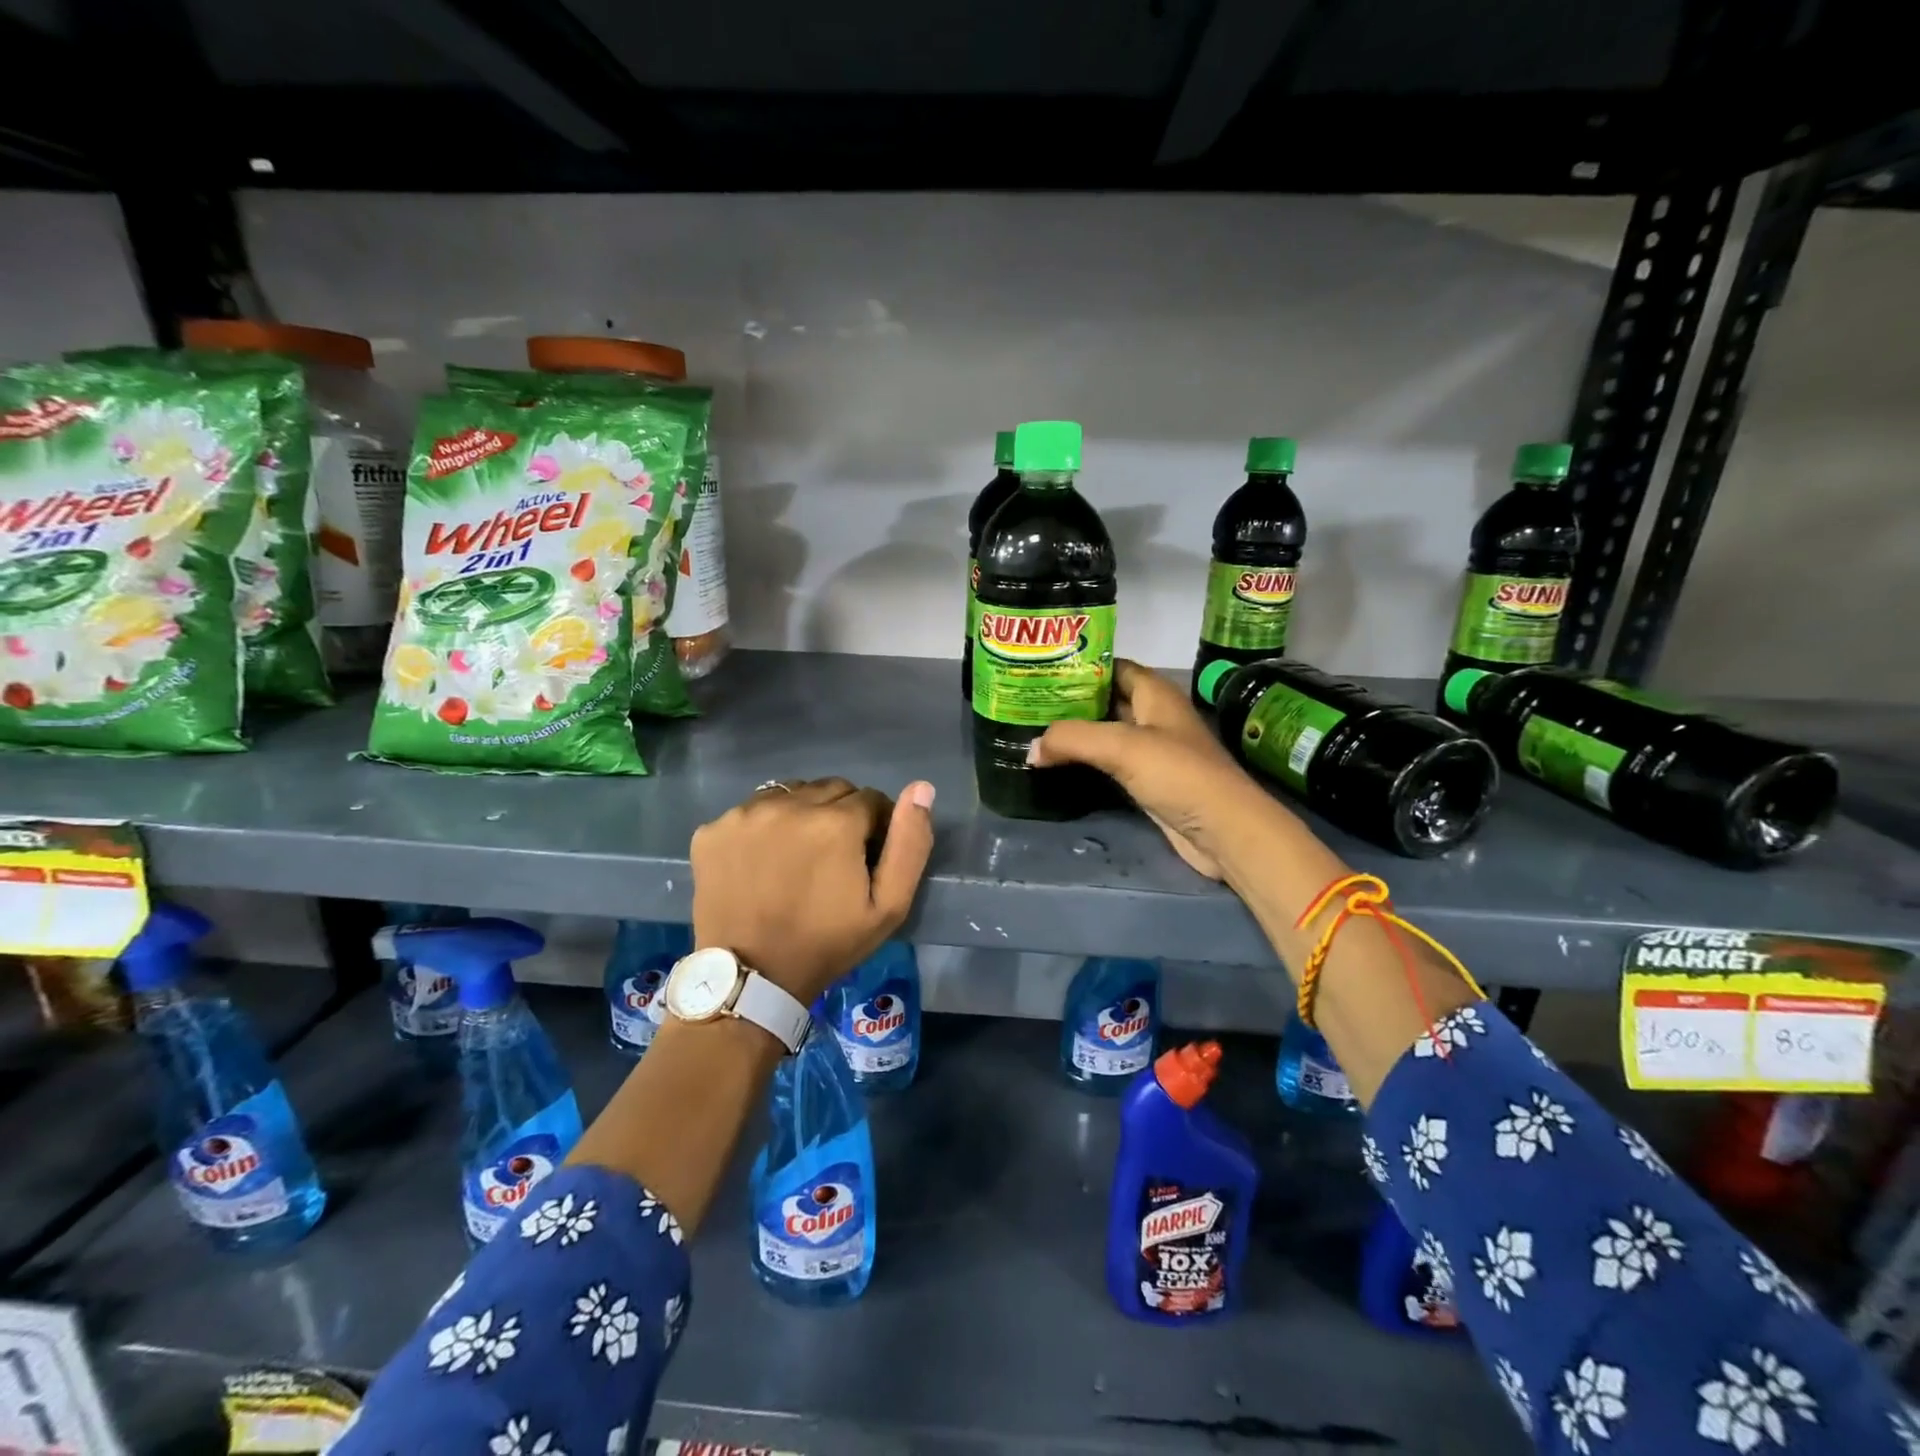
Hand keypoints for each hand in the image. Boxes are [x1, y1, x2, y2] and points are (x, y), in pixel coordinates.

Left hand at [690, 777, 935, 1003]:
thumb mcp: (888, 907)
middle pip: (831, 790)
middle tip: (834, 859)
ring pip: (791, 794)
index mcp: (835, 821)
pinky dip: (764, 827)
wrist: (752, 978)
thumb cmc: (827, 943)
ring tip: (798, 857)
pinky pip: (751, 811)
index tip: (867, 858)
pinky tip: (763, 861)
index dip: (876, 827)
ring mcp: (745, 814)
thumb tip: (921, 788)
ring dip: (803, 814)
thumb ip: (910, 844)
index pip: (871, 799)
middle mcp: (788, 804)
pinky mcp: (713, 829)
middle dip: (841, 816)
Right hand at [1030, 660, 1274, 879]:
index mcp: (1156, 693)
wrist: (1223, 831)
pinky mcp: (1148, 782)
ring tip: (1034, 730)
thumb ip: (1073, 738)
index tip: (1043, 669)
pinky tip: (1058, 764)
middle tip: (1029, 702)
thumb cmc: (1179, 774)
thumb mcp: (1122, 747)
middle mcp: (1155, 717)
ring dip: (1077, 733)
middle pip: (1107, 700)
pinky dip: (1086, 761)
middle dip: (1072, 700)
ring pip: (1107, 733)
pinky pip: (1110, 763)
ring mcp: (1153, 751)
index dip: (1081, 665)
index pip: (1114, 666)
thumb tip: (1031, 748)